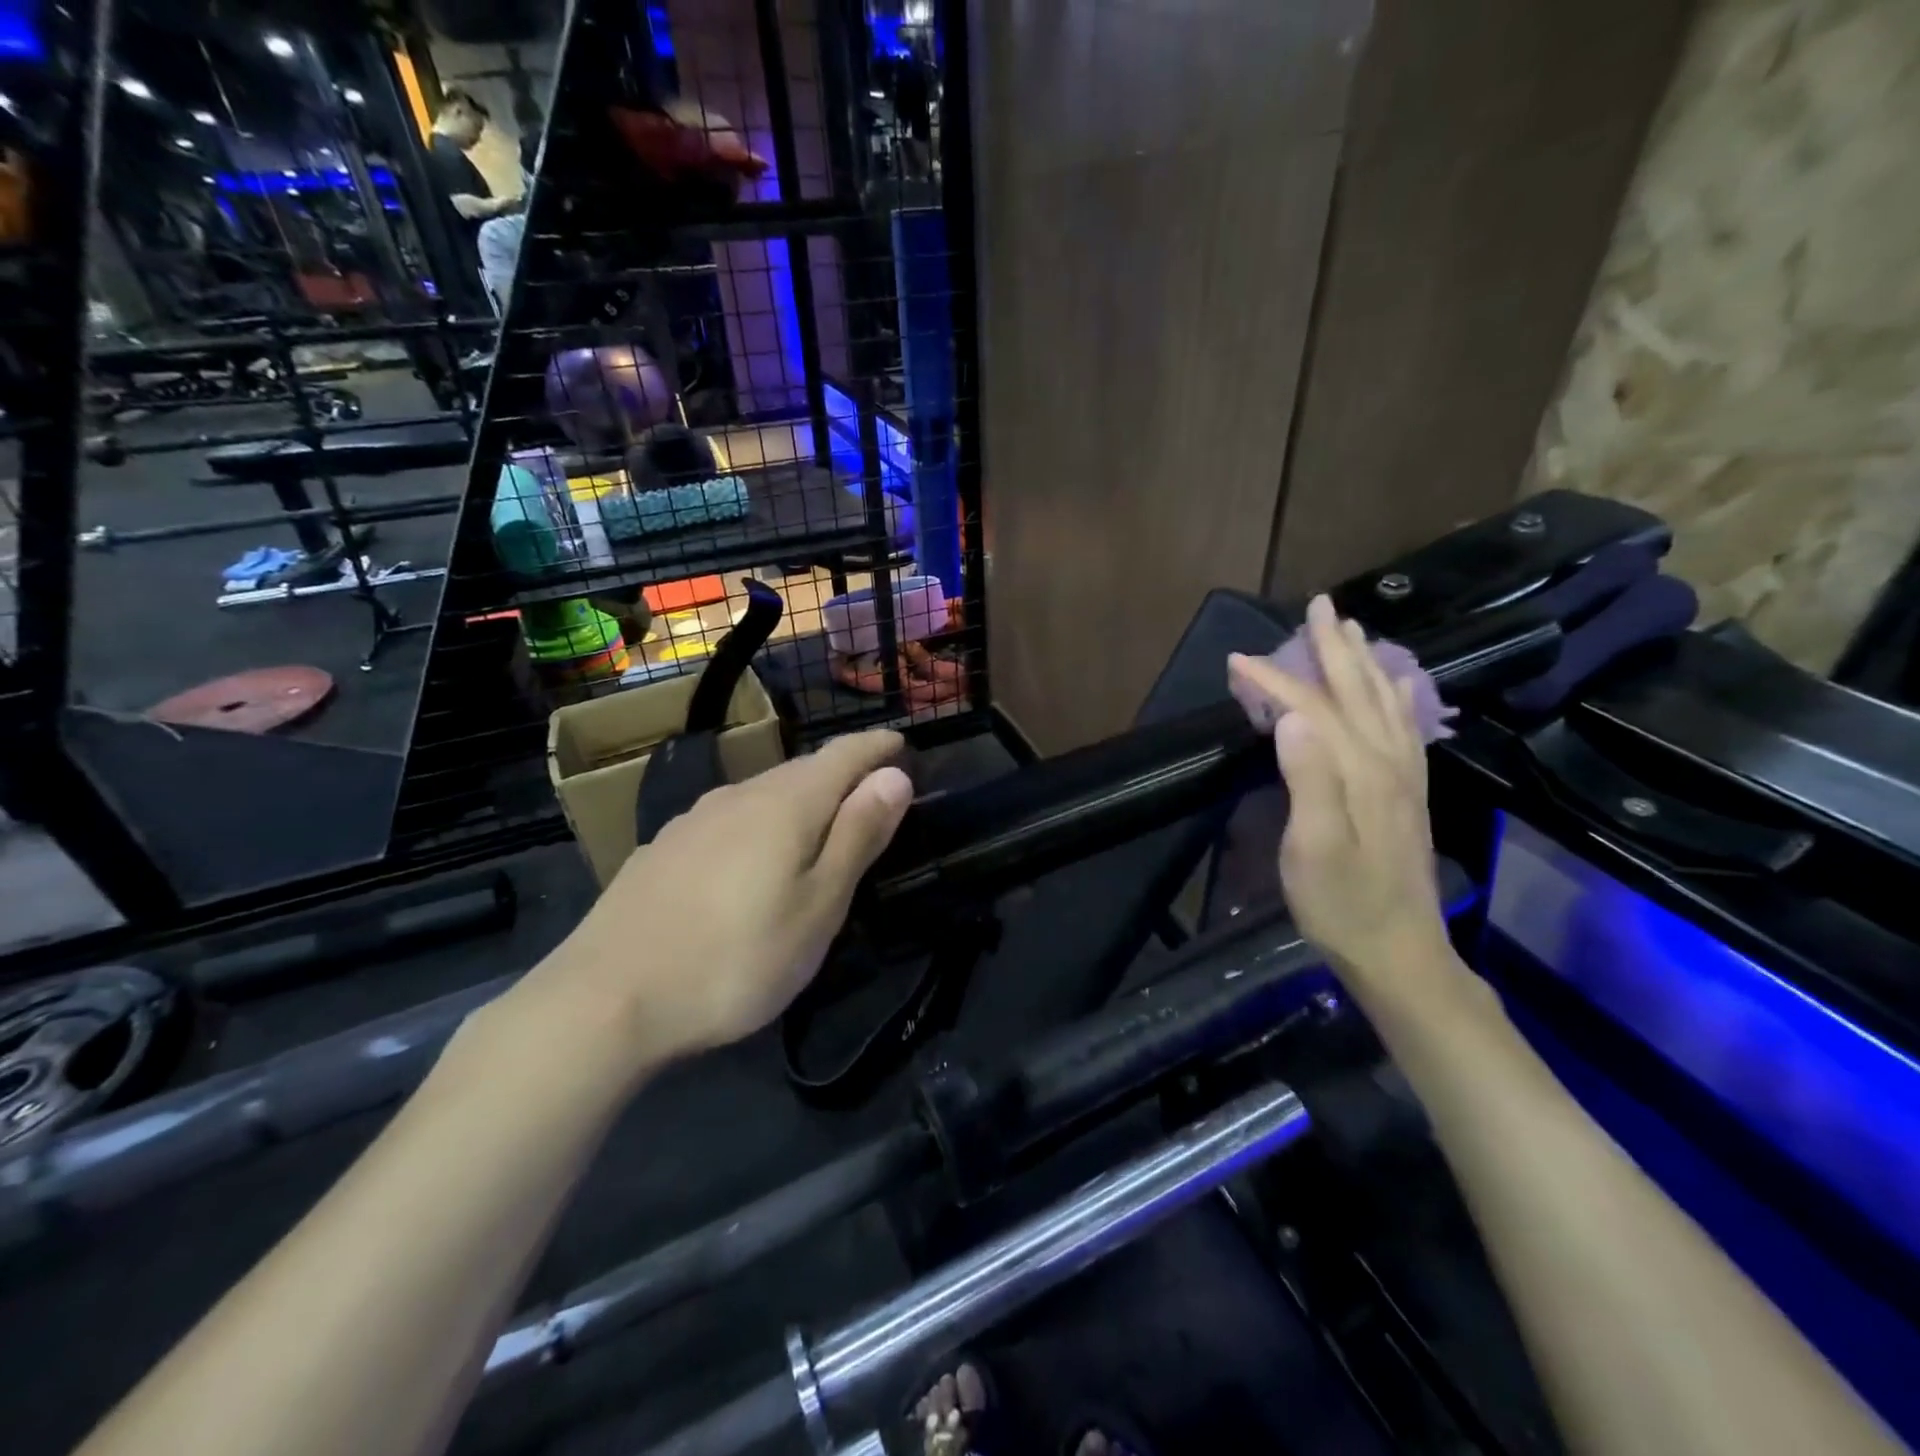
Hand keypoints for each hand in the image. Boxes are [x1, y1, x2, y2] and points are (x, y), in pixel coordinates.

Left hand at [523, 732, 913, 1066]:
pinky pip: (730, 819)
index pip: (844, 754)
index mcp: (787, 804)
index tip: (902, 743)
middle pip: (803, 770)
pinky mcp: (664, 848)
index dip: (876, 746)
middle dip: (842, 773)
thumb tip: (893, 776)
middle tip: (871, 791)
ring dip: (801, 799)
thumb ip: (857, 836)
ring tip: (820, 822)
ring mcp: (694, 819)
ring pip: (764, 793)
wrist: (605, 999)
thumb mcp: (818, 906)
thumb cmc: (737, 959)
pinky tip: (753, 855)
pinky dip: (761, 823)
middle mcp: (740, 795)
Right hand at [1227, 596, 1452, 990]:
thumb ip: (1308, 778)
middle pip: (1357, 691)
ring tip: (1354, 632)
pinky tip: (1396, 689)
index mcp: (1358, 770)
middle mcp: (1386, 762)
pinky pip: (1404, 730)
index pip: (1311, 708)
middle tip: (1320, 606)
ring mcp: (1403, 778)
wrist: (1399, 953)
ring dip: (1365, 663)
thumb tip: (1293, 714)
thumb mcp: (1314, 848)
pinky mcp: (1407, 795)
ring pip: (1384, 703)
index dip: (1272, 680)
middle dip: (1334, 647)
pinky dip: (1397, 698)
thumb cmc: (1342, 904)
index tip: (1236, 659)